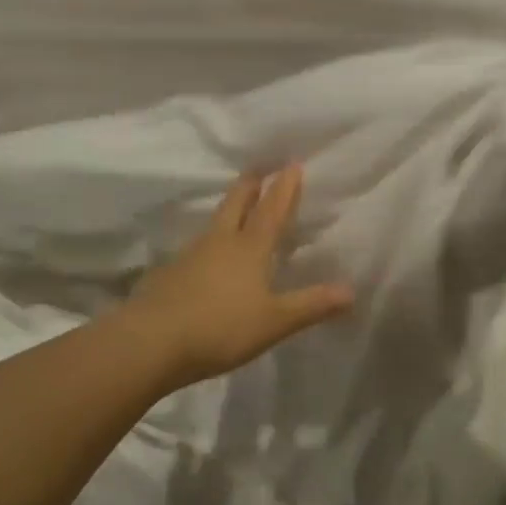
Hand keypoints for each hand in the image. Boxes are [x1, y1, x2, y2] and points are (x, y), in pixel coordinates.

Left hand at [125, 165, 353, 386]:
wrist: (152, 341)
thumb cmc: (221, 328)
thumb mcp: (274, 321)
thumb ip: (311, 305)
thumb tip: (352, 290)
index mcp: (250, 248)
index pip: (272, 210)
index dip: (284, 188)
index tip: (292, 163)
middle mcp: (221, 241)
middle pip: (237, 203)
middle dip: (250, 184)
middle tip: (258, 168)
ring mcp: (191, 254)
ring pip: (215, 221)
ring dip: (229, 207)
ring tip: (237, 205)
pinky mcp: (171, 272)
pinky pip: (197, 246)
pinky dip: (210, 239)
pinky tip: (208, 253)